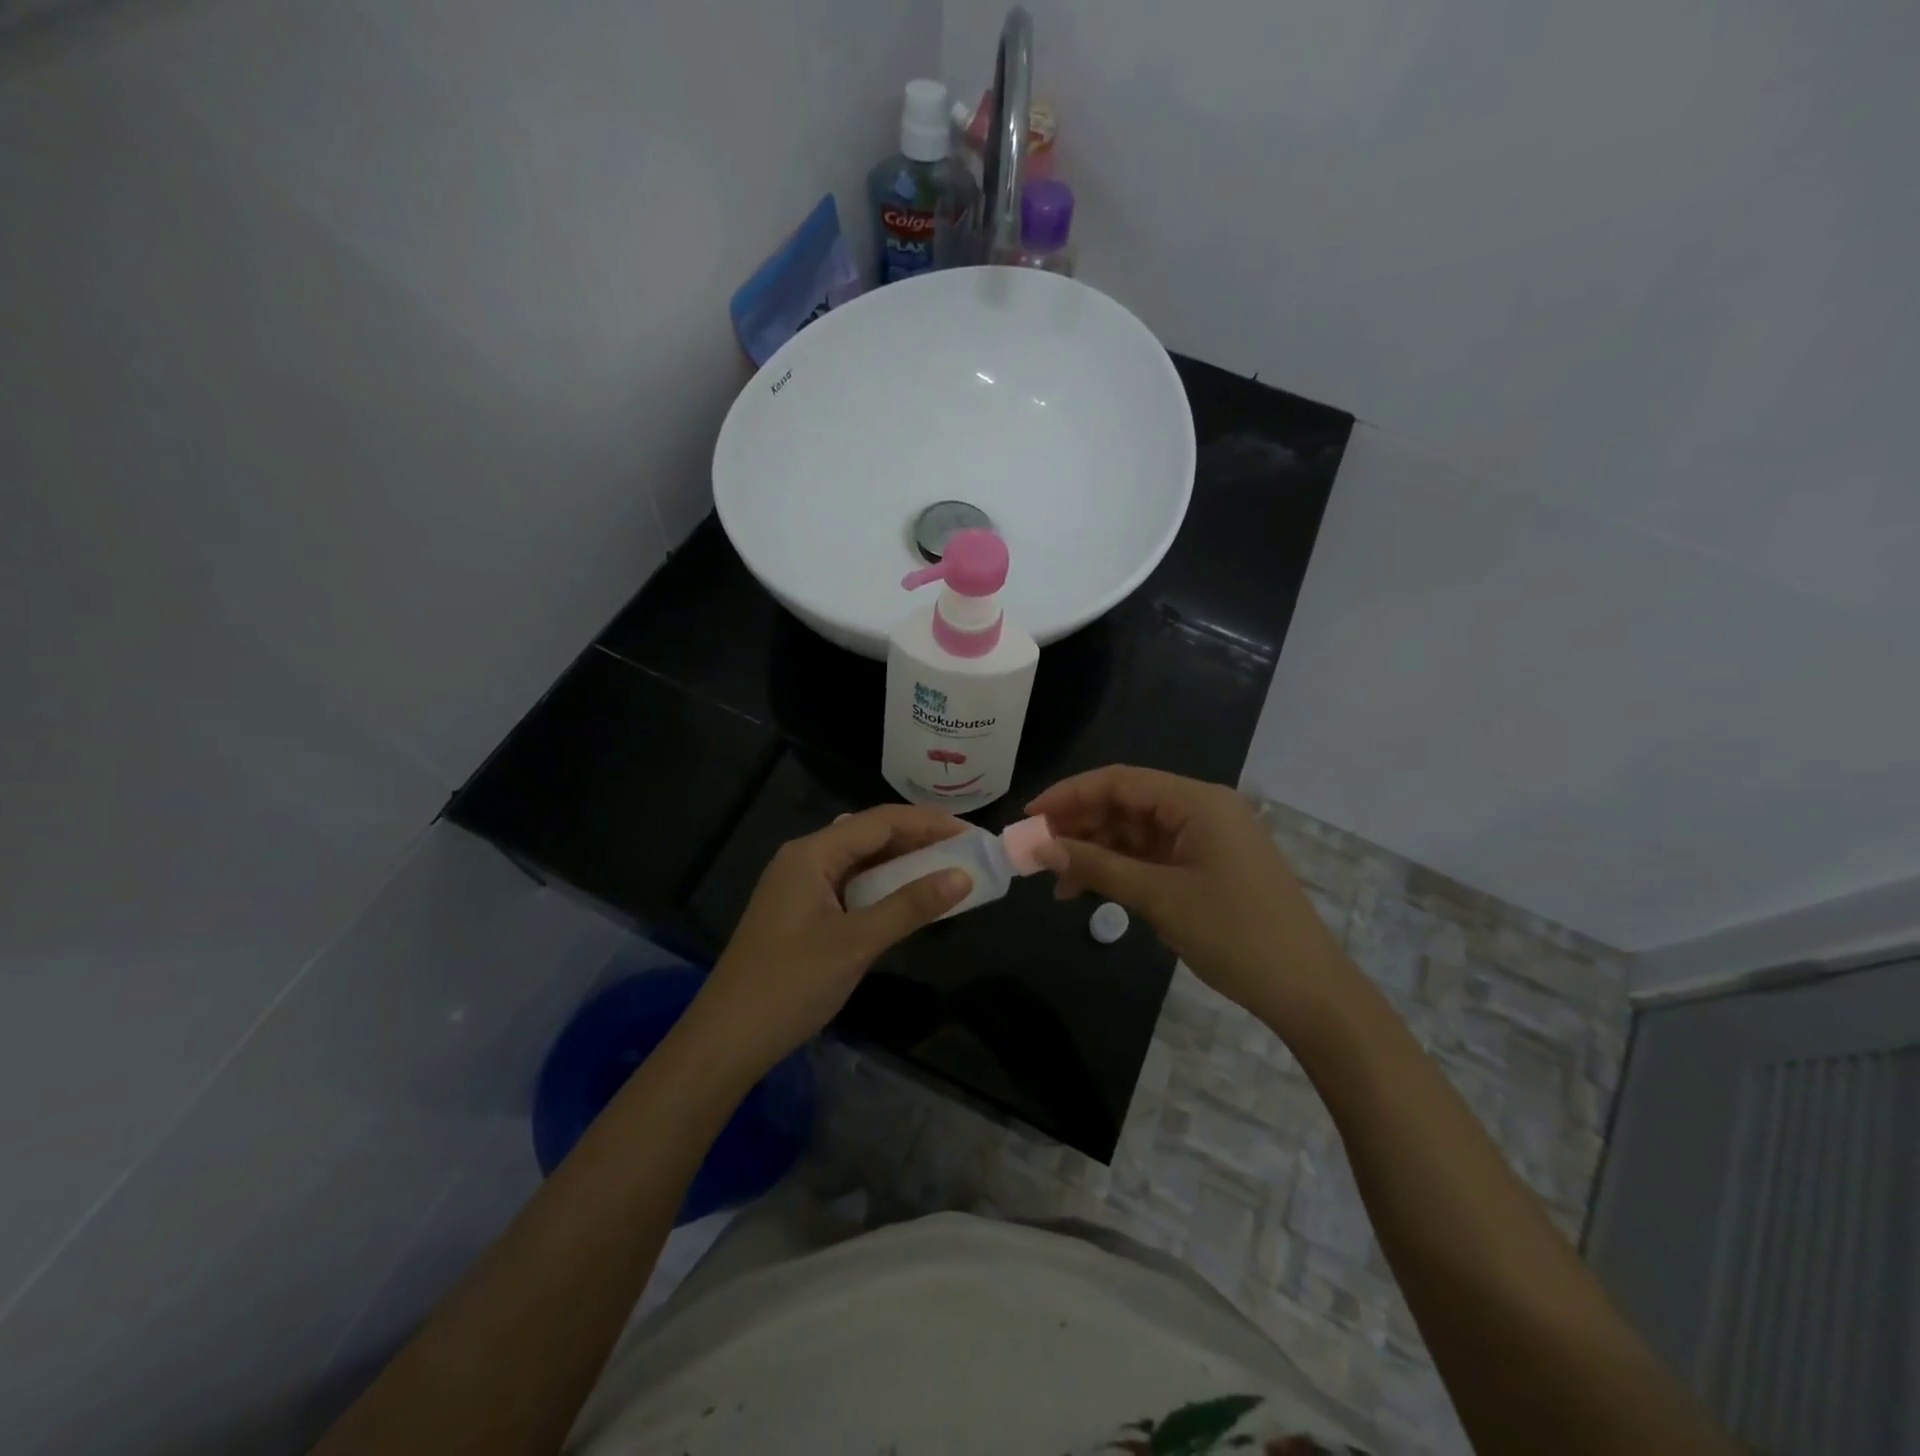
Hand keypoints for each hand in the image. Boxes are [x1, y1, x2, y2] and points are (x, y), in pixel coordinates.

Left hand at [679, 804, 971, 1079]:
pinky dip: (883, 886)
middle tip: (965, 852)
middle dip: (919, 839)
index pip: (880, 821)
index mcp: (811, 853)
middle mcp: (804, 858)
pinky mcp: (802, 912)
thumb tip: (963, 876)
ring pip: (861, 861)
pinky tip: (907, 898)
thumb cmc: (790, 984)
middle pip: (870, 835)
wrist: (726, 1039)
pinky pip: (851, 885)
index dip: (928, 822)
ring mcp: (800, 886)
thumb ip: (910, 907)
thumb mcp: (857, 943)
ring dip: (903, 863)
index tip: (971, 834)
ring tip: (946, 869)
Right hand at [1027, 766, 1348, 1022]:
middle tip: (1037, 852)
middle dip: (1080, 825)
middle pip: (1127, 803)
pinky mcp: (1209, 865)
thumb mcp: (1159, 898)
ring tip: (1058, 881)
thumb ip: (1098, 867)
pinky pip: (1154, 855)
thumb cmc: (1235, 935)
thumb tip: (1042, 848)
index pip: (1120, 781)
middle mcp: (1202, 808)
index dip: (1069, 795)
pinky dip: (1122, 868)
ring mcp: (1207, 838)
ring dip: (1097, 850)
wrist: (1308, 991)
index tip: (1029, 817)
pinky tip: (1091, 889)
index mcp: (1197, 801)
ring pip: (1137, 831)